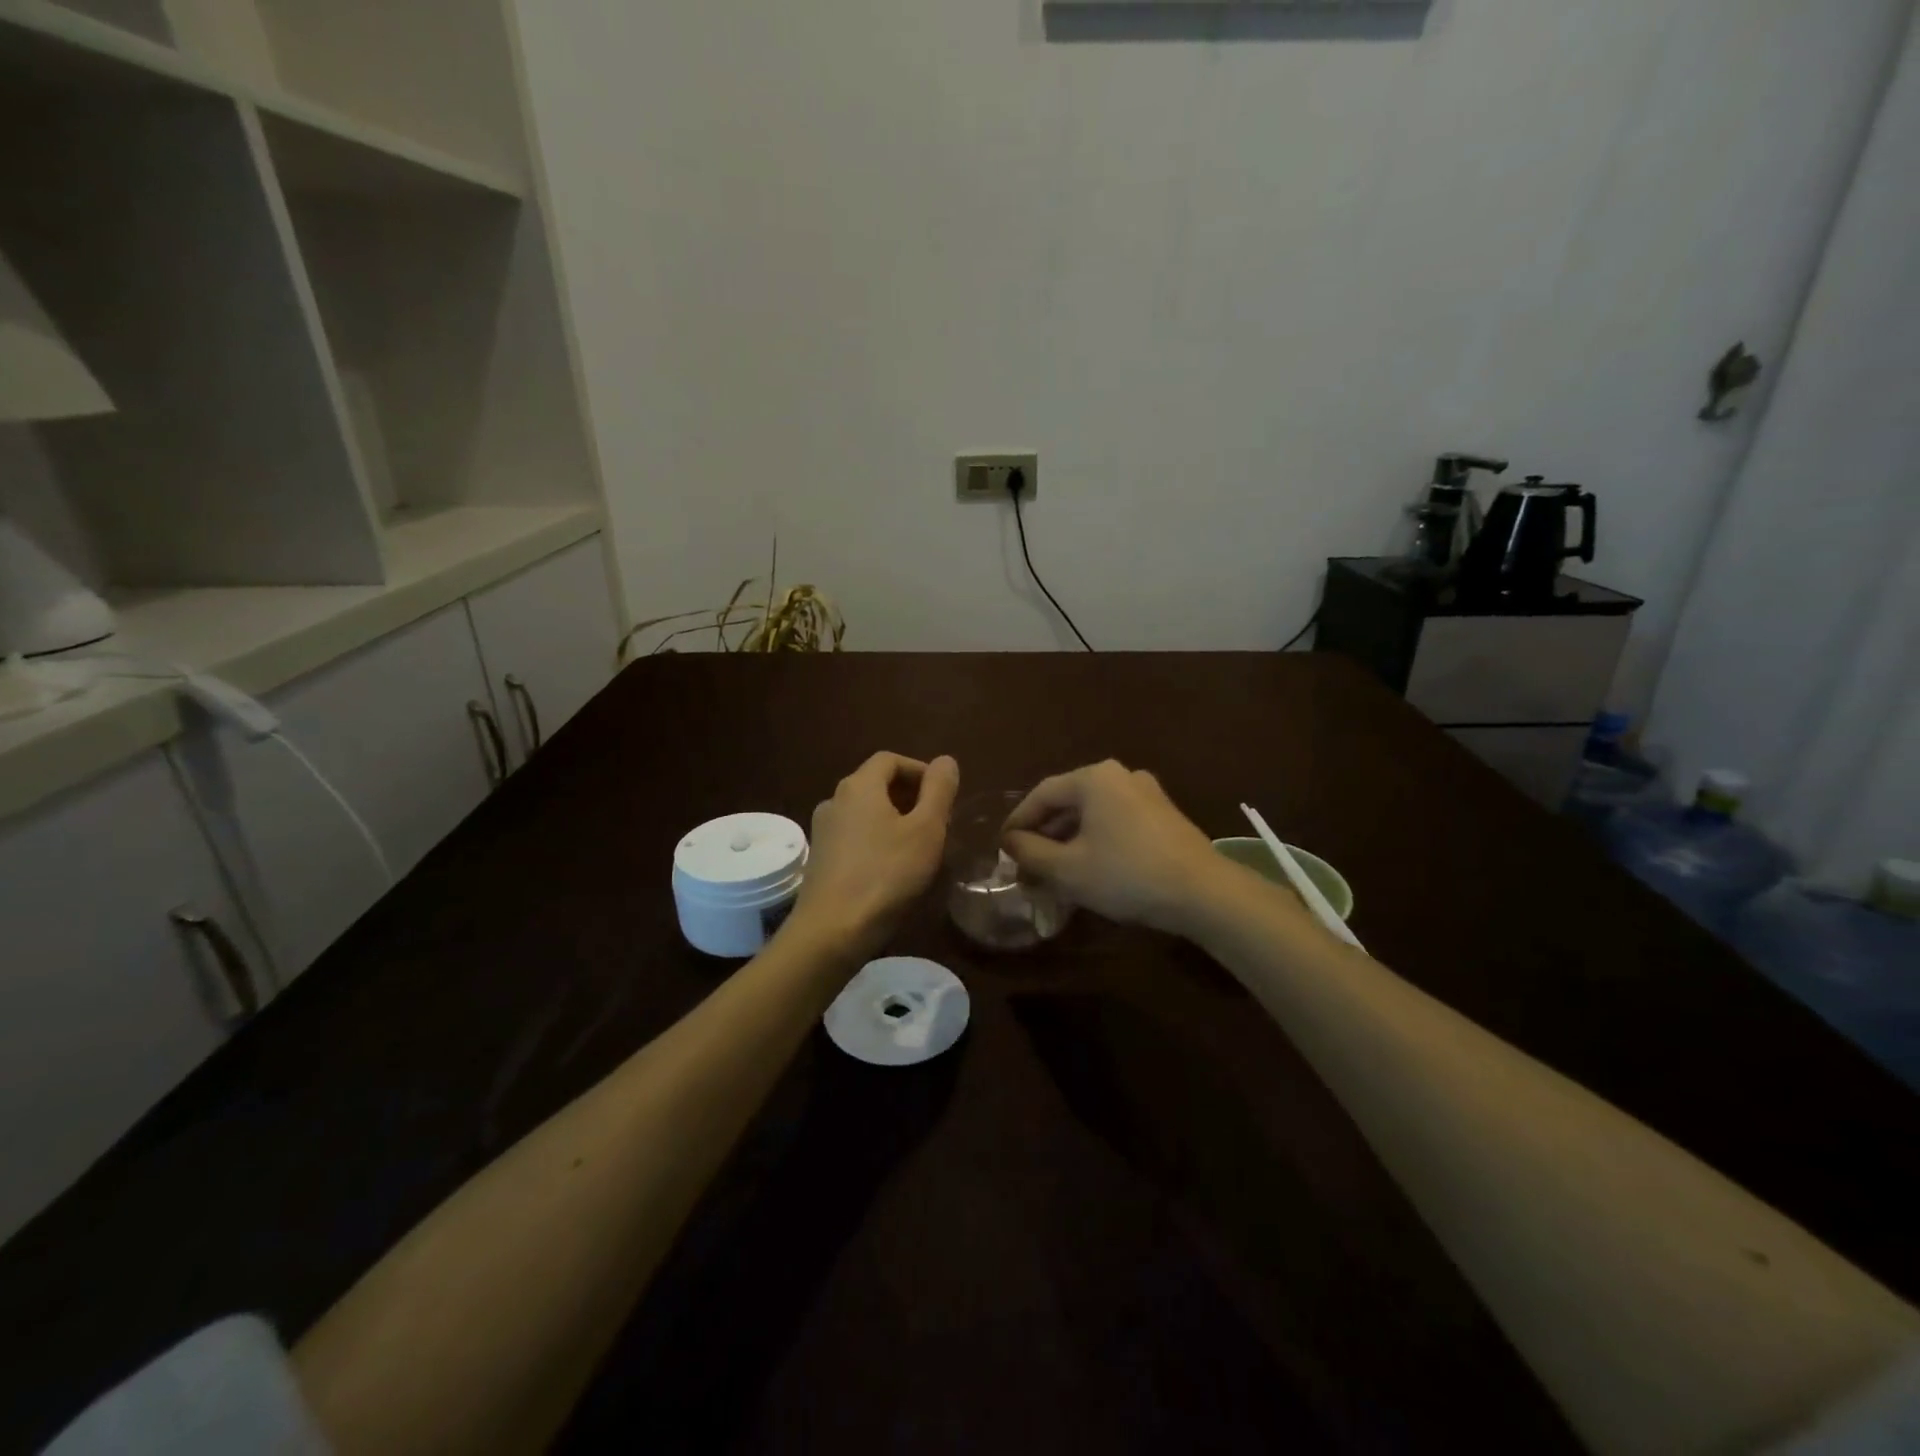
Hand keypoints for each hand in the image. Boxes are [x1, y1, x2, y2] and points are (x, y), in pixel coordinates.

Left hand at [789, 752, 960, 958]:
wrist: (833, 930)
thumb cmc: (886, 874)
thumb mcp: (926, 829)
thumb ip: (939, 790)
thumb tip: (946, 760)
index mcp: (859, 786)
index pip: (890, 759)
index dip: (920, 770)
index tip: (943, 795)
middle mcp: (835, 800)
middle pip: (876, 784)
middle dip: (910, 795)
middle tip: (938, 821)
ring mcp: (823, 830)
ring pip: (865, 812)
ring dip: (894, 819)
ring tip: (920, 845)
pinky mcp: (821, 858)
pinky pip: (854, 835)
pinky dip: (877, 838)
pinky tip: (893, 867)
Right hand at [1001, 760, 1223, 934]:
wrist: (1203, 893)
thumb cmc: (1126, 874)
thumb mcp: (1068, 869)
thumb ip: (1030, 852)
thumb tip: (1010, 841)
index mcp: (1094, 778)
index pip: (1042, 795)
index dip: (1018, 822)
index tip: (1003, 849)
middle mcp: (1120, 775)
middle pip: (1068, 802)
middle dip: (1044, 835)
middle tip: (1026, 865)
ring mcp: (1147, 793)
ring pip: (1093, 814)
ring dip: (1069, 841)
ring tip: (1054, 872)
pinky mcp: (1164, 815)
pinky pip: (1116, 822)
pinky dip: (1096, 841)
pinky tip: (1090, 869)